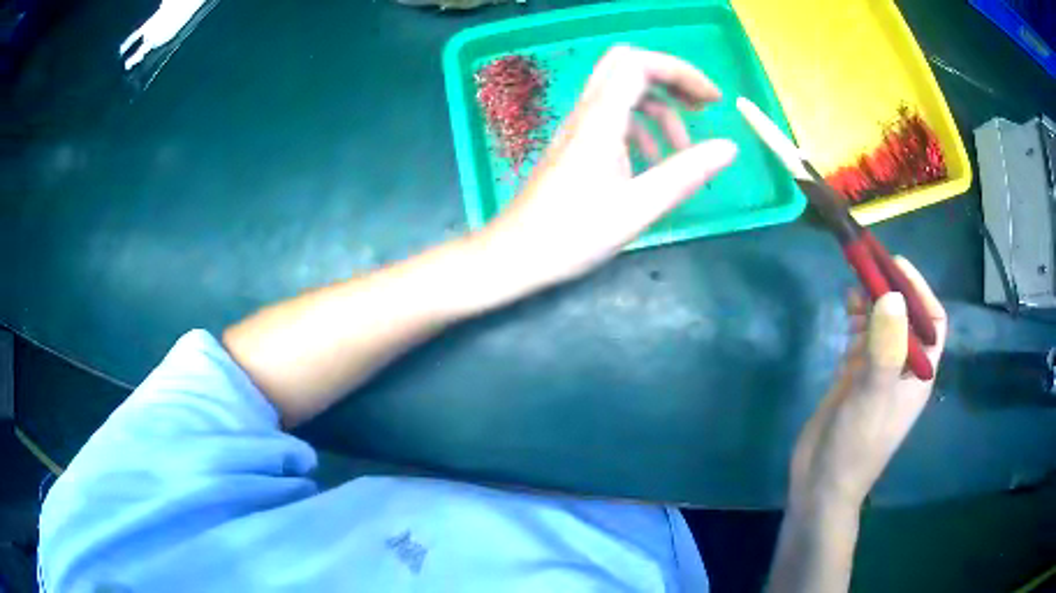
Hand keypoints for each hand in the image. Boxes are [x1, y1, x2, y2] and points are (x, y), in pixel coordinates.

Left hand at [476, 45, 738, 289]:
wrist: (515, 254)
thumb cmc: (572, 235)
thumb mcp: (638, 208)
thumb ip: (685, 174)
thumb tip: (729, 148)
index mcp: (601, 120)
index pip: (640, 64)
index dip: (682, 72)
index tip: (713, 102)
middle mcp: (587, 113)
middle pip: (628, 66)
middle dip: (670, 80)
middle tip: (700, 109)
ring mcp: (578, 127)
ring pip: (623, 93)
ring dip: (659, 110)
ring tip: (682, 149)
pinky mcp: (575, 145)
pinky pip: (613, 119)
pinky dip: (641, 129)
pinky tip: (652, 164)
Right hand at [789, 257, 947, 510]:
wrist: (822, 482)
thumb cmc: (857, 443)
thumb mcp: (874, 394)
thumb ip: (886, 346)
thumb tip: (892, 293)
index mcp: (919, 373)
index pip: (932, 321)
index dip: (919, 290)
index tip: (895, 267)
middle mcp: (903, 368)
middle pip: (905, 318)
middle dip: (890, 291)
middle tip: (867, 269)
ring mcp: (879, 373)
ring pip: (883, 325)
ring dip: (871, 303)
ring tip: (853, 288)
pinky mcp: (856, 377)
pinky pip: (863, 338)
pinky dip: (857, 320)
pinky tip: (846, 311)